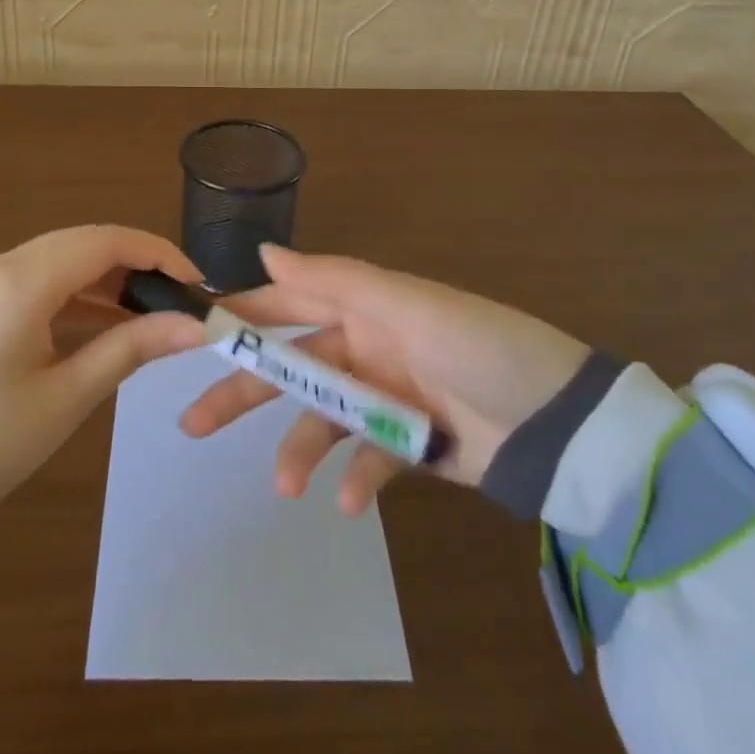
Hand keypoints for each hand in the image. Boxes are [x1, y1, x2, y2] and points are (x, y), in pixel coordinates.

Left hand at [0, 225, 208, 509]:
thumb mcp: (66, 397)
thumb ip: (131, 348)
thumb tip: (194, 326)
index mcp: (19, 284)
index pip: (104, 241)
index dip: (156, 253)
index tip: (193, 281)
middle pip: (82, 242)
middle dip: (134, 261)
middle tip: (175, 295)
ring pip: (59, 257)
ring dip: (104, 276)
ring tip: (147, 311)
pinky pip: (35, 278)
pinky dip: (73, 291)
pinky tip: (101, 320)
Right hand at [180, 244, 588, 515]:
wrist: (560, 423)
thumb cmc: (478, 347)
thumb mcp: (407, 305)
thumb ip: (334, 279)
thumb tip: (265, 251)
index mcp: (364, 305)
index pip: (290, 303)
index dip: (244, 316)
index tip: (194, 334)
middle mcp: (368, 345)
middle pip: (293, 366)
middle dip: (245, 391)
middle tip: (193, 424)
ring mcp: (387, 396)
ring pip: (322, 419)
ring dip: (299, 449)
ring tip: (286, 487)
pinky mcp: (410, 444)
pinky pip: (368, 459)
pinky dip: (356, 479)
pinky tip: (352, 502)